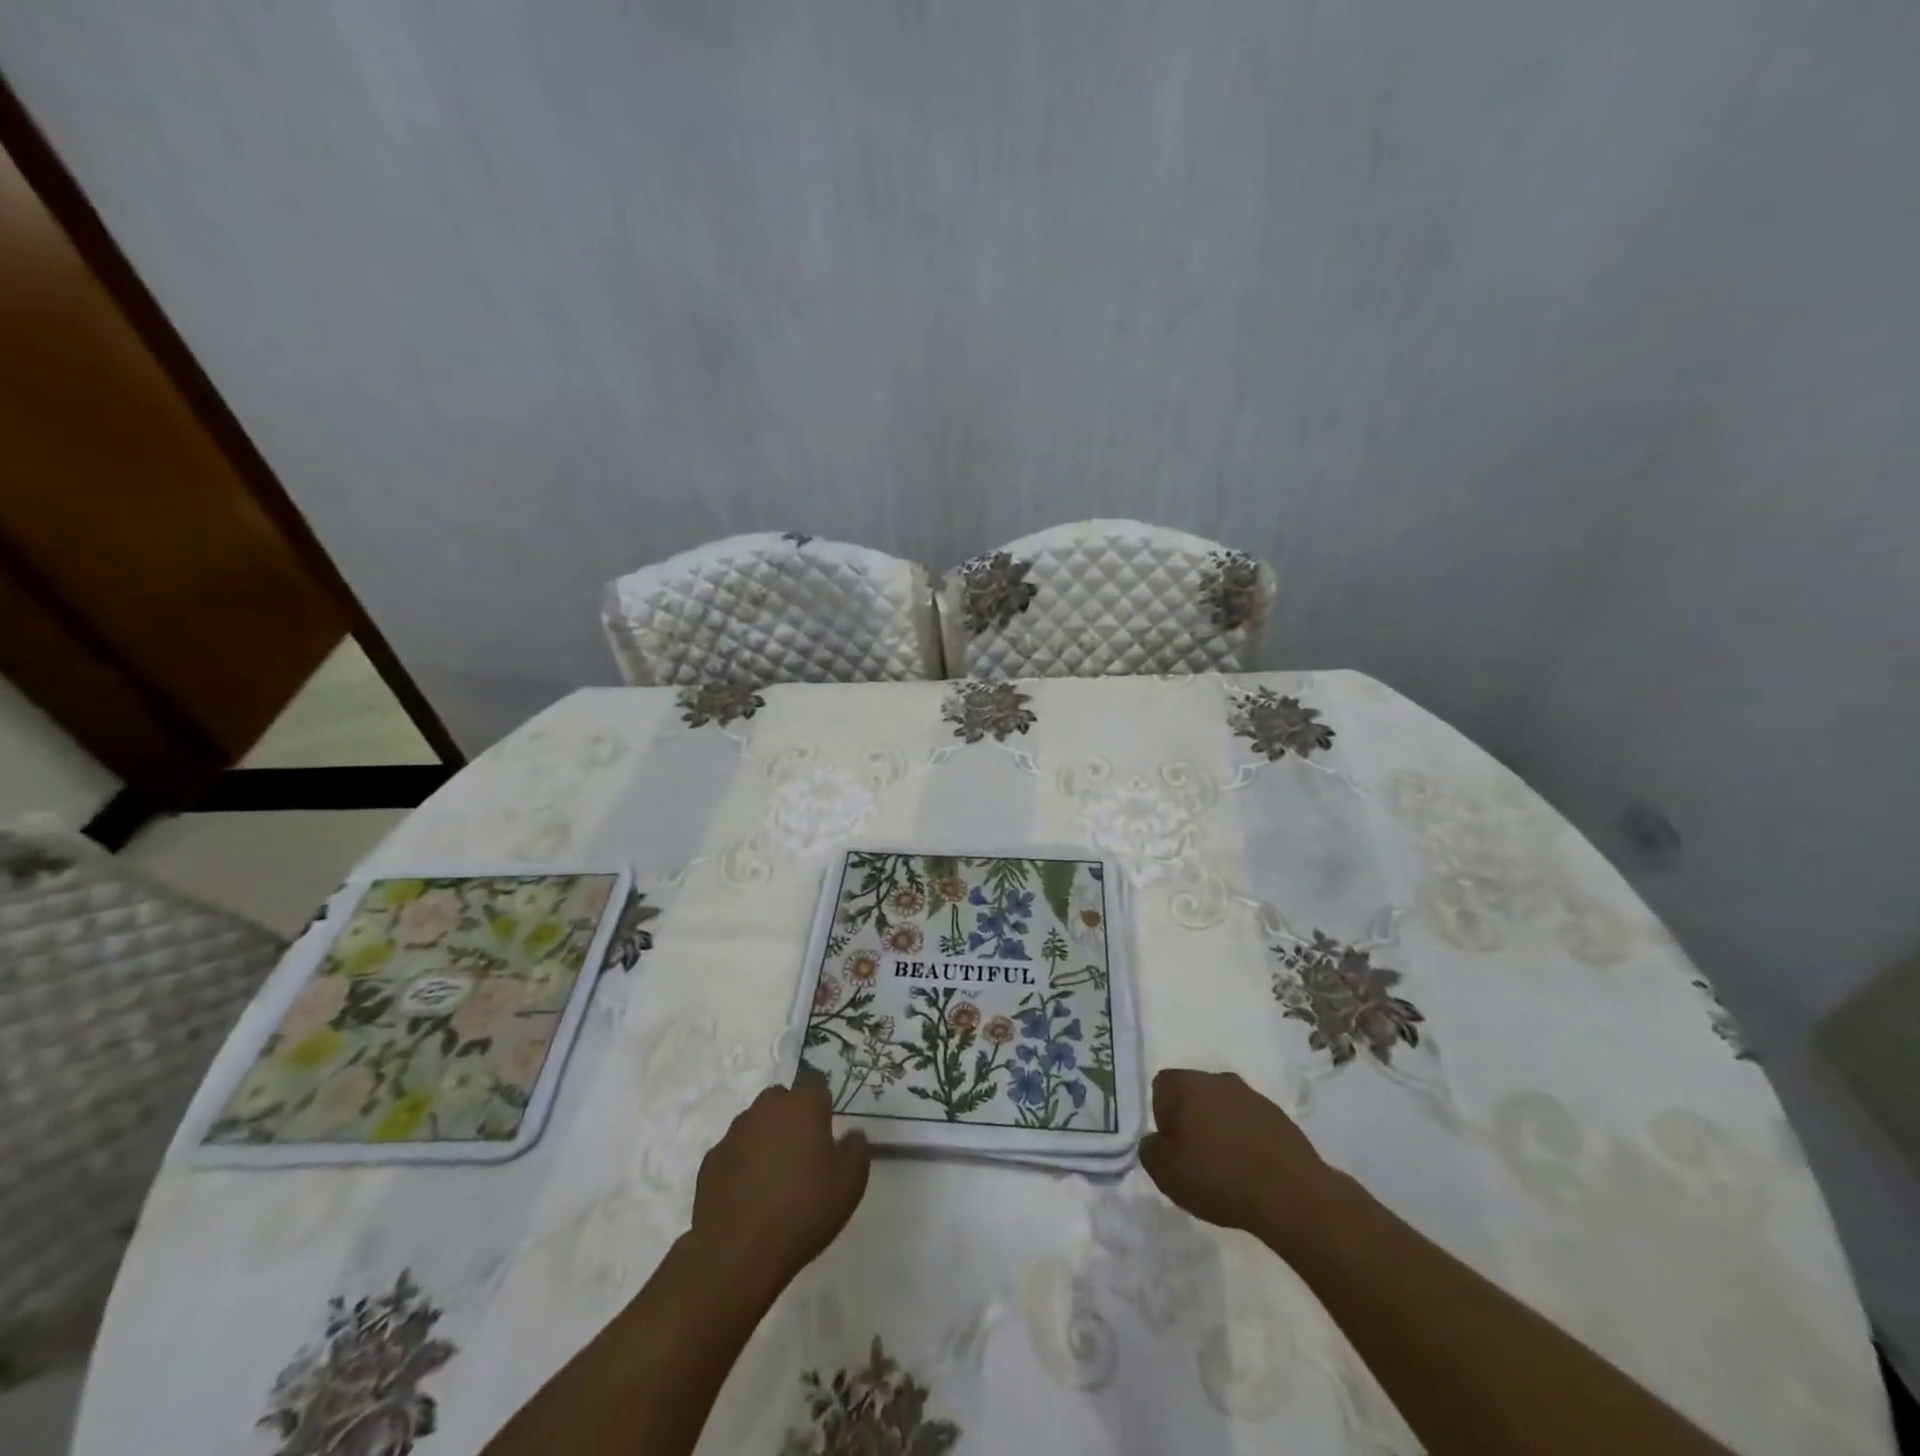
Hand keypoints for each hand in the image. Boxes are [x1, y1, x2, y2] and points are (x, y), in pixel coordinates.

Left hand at [689, 1071, 869, 1293]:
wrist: (737, 1252)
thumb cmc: (803, 1209)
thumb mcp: (850, 1182)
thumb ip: (856, 1149)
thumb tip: (852, 1135)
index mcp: (802, 1105)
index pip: (815, 1082)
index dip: (822, 1102)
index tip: (827, 1128)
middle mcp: (766, 1109)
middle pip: (781, 1099)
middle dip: (792, 1117)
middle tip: (803, 1153)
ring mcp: (734, 1134)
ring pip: (755, 1124)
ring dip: (766, 1139)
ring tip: (775, 1179)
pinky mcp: (711, 1161)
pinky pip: (734, 1153)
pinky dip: (742, 1165)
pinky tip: (749, 1196)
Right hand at [1139, 1069, 1337, 1250]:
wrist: (1291, 1195)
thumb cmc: (1218, 1177)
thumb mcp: (1165, 1171)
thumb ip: (1149, 1149)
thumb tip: (1156, 1140)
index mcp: (1187, 1084)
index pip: (1161, 1086)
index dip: (1161, 1116)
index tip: (1172, 1147)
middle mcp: (1218, 1079)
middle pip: (1194, 1094)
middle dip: (1191, 1120)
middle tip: (1195, 1158)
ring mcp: (1253, 1095)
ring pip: (1224, 1107)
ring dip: (1220, 1129)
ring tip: (1226, 1168)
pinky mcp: (1280, 1116)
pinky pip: (1251, 1123)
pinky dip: (1246, 1140)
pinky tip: (1252, 1170)